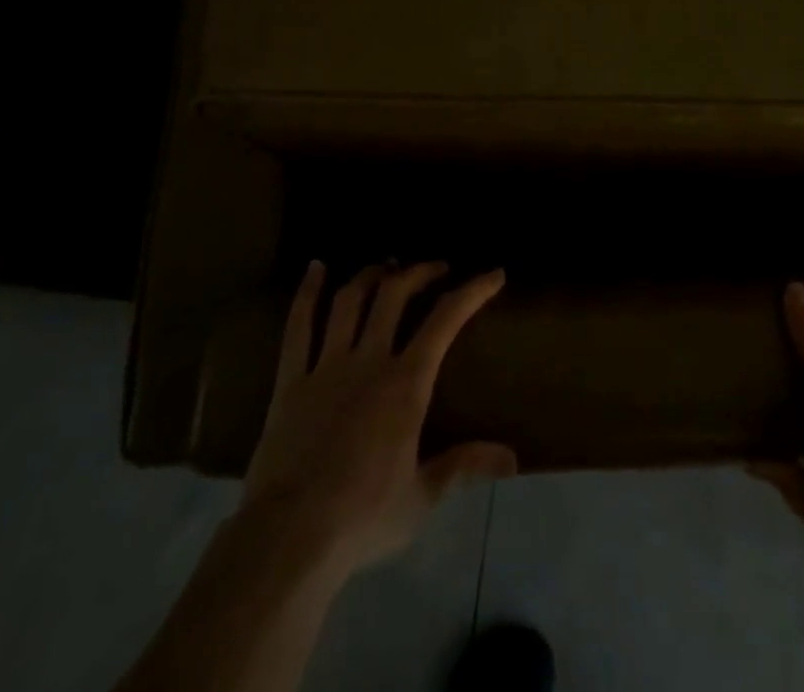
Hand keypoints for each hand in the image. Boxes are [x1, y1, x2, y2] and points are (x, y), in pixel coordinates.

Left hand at [240, 261, 516, 579]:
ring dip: (371, 275)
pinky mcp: (290, 379)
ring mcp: (326, 365)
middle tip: (436, 268)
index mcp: (406, 385)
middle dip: (419, 272)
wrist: (290, 536)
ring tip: (386, 267)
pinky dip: (307, 292)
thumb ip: (464, 466)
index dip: (472, 291)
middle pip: (394, 295)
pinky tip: (316, 268)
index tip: (493, 274)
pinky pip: (298, 325)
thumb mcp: (422, 497)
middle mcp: (368, 361)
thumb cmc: (363, 518)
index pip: (445, 321)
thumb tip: (513, 458)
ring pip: (350, 301)